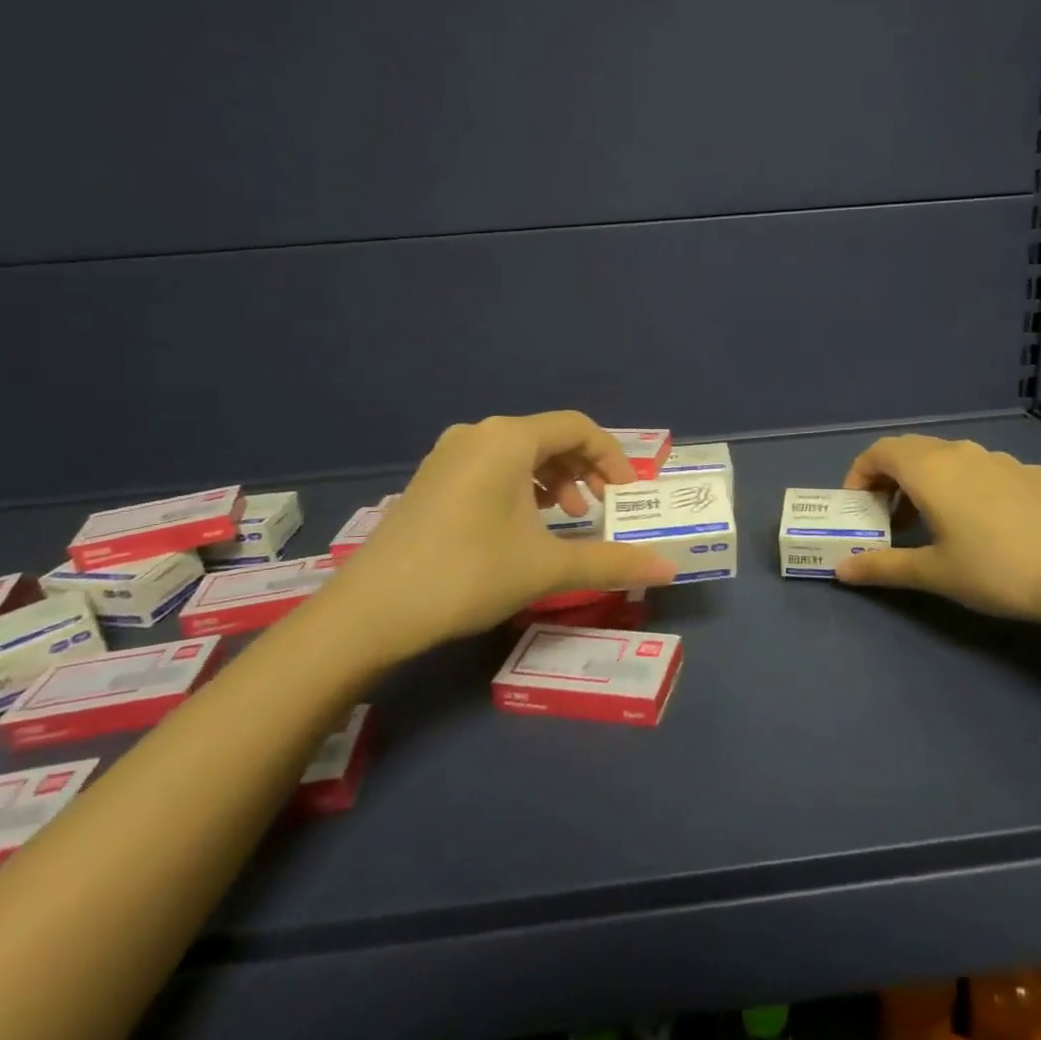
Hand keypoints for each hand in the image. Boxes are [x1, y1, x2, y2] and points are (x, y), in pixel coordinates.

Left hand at [309, 412, 678, 666]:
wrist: (371, 612)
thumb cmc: (468, 574)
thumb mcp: (547, 567)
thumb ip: (613, 562)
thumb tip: (670, 569)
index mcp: (508, 439)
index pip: (579, 428)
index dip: (613, 457)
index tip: (629, 494)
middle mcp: (477, 434)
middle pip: (549, 437)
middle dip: (585, 470)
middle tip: (602, 508)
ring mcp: (448, 455)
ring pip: (519, 453)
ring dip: (554, 479)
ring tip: (567, 516)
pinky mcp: (431, 479)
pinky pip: (492, 467)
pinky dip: (521, 487)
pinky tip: (524, 524)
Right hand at [834, 434, 1040, 623]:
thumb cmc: (998, 570)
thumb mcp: (935, 573)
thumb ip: (883, 567)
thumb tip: (841, 569)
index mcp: (931, 470)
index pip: (880, 451)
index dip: (859, 474)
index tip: (858, 508)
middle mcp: (962, 452)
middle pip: (912, 451)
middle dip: (890, 479)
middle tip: (888, 519)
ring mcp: (1001, 459)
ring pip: (949, 459)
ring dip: (927, 483)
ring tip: (933, 524)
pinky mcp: (1031, 473)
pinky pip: (983, 470)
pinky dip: (965, 487)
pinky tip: (985, 526)